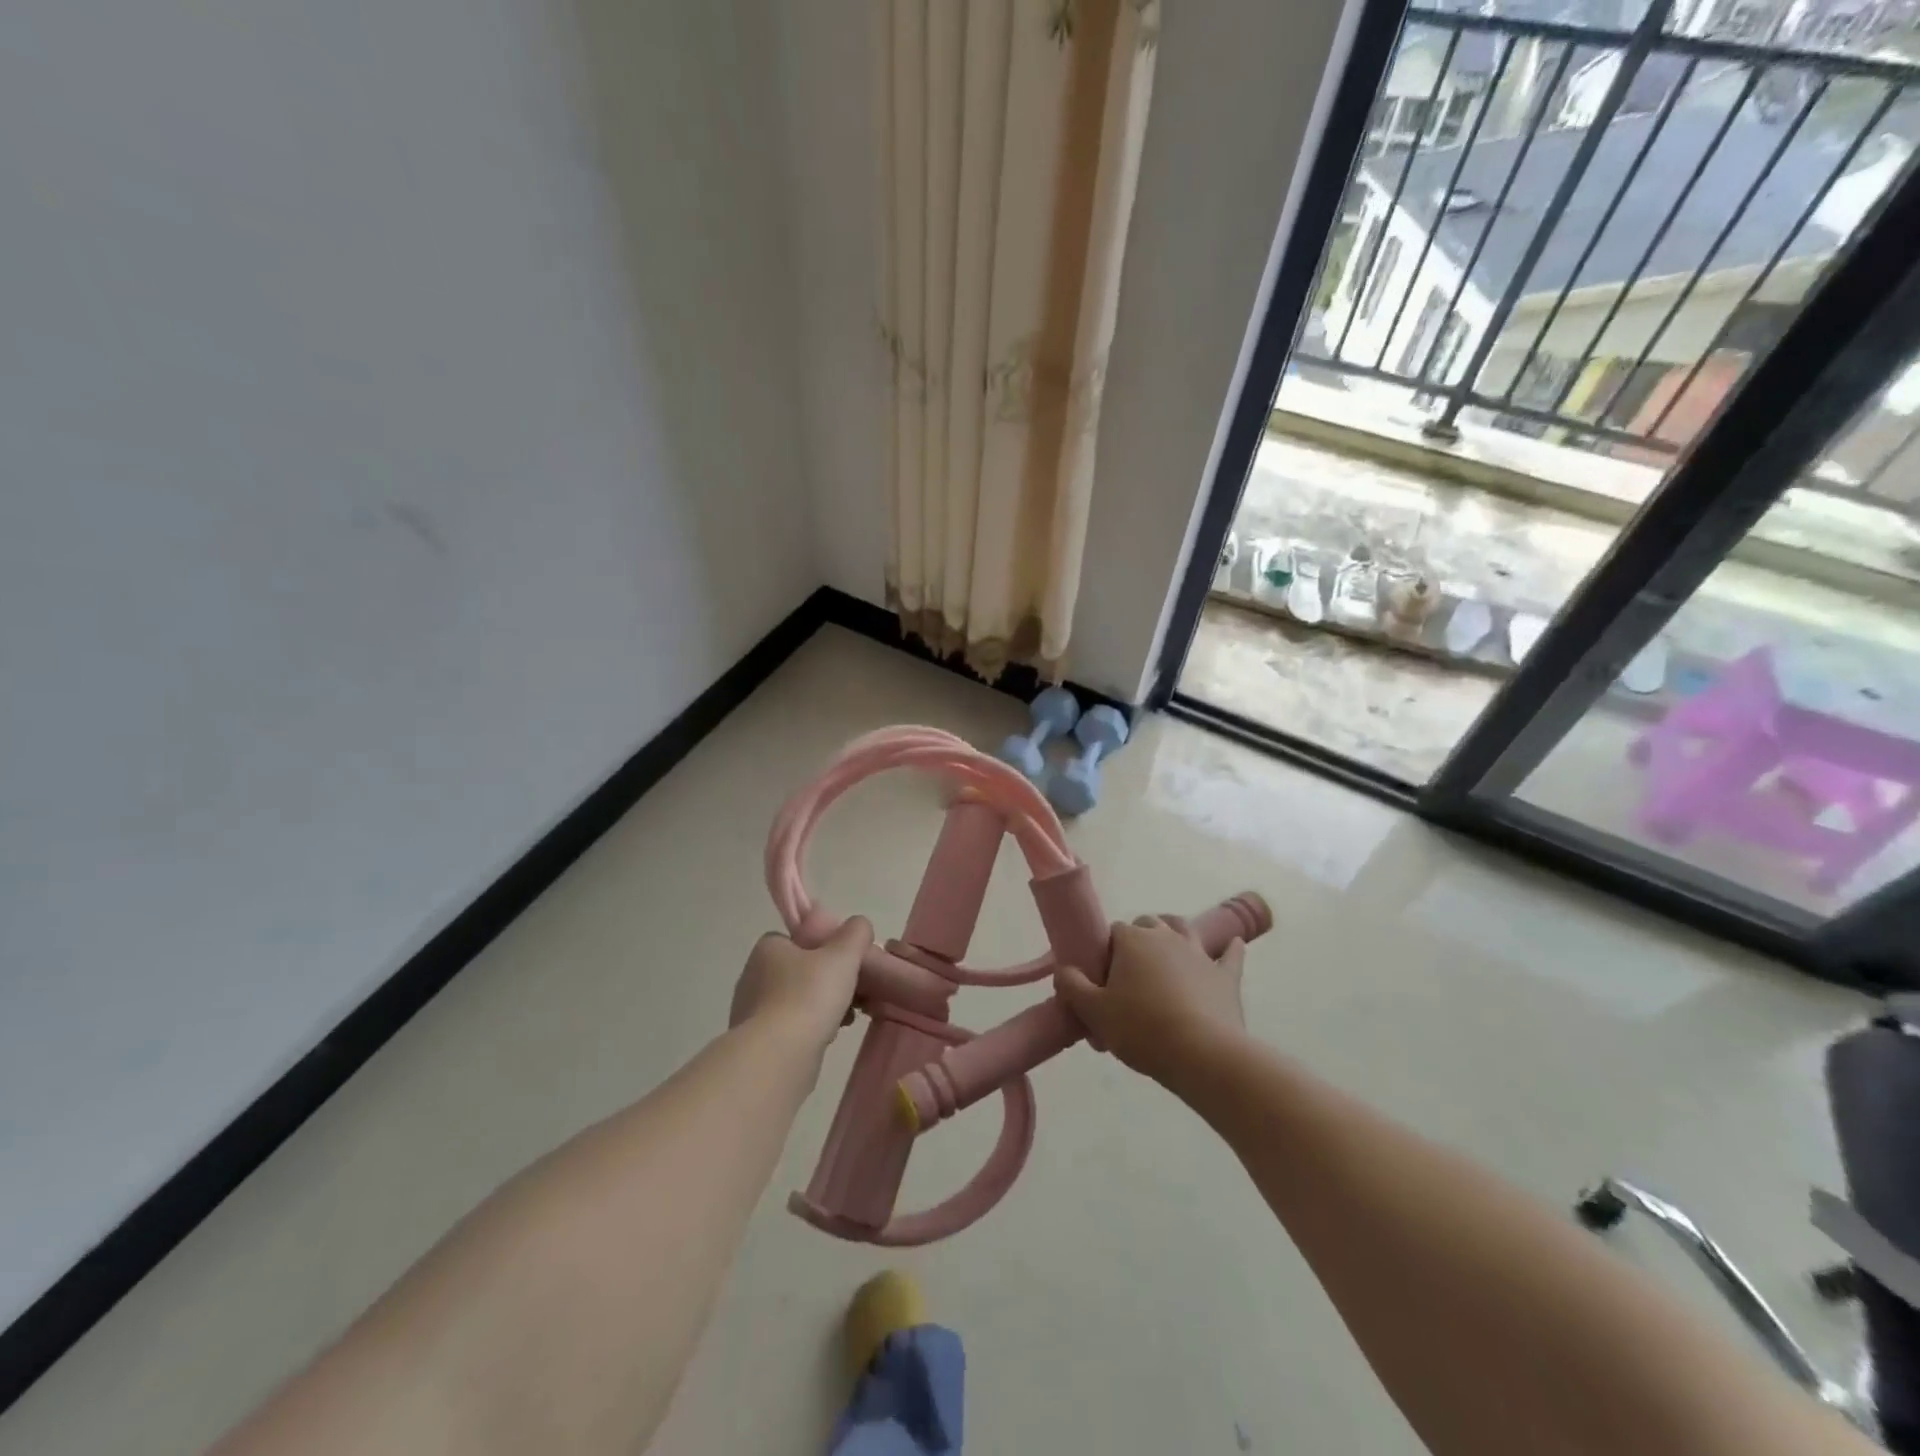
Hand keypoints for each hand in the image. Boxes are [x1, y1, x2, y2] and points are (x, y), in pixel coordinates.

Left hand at [730, 916, 872, 1047]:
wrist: (778, 1057)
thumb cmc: (809, 996)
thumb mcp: (843, 955)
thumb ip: (856, 933)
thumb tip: (859, 925)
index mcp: (767, 949)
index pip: (796, 939)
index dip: (822, 947)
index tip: (844, 961)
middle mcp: (753, 976)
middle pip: (800, 970)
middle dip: (827, 981)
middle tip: (852, 991)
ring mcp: (751, 1012)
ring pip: (797, 1001)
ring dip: (822, 1007)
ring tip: (847, 1017)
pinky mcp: (757, 1043)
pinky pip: (790, 1028)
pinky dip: (810, 1029)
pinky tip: (828, 1036)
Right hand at [1054, 914, 1246, 1085]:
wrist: (1203, 1055)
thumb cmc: (1143, 1030)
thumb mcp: (1094, 1013)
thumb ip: (1072, 986)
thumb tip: (1063, 969)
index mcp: (1132, 941)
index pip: (1112, 932)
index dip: (1105, 953)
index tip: (1103, 980)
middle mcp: (1166, 937)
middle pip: (1147, 925)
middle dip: (1137, 941)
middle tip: (1130, 975)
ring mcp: (1199, 953)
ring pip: (1183, 929)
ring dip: (1174, 934)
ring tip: (1167, 951)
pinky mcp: (1225, 976)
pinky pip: (1229, 955)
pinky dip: (1228, 949)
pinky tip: (1232, 945)